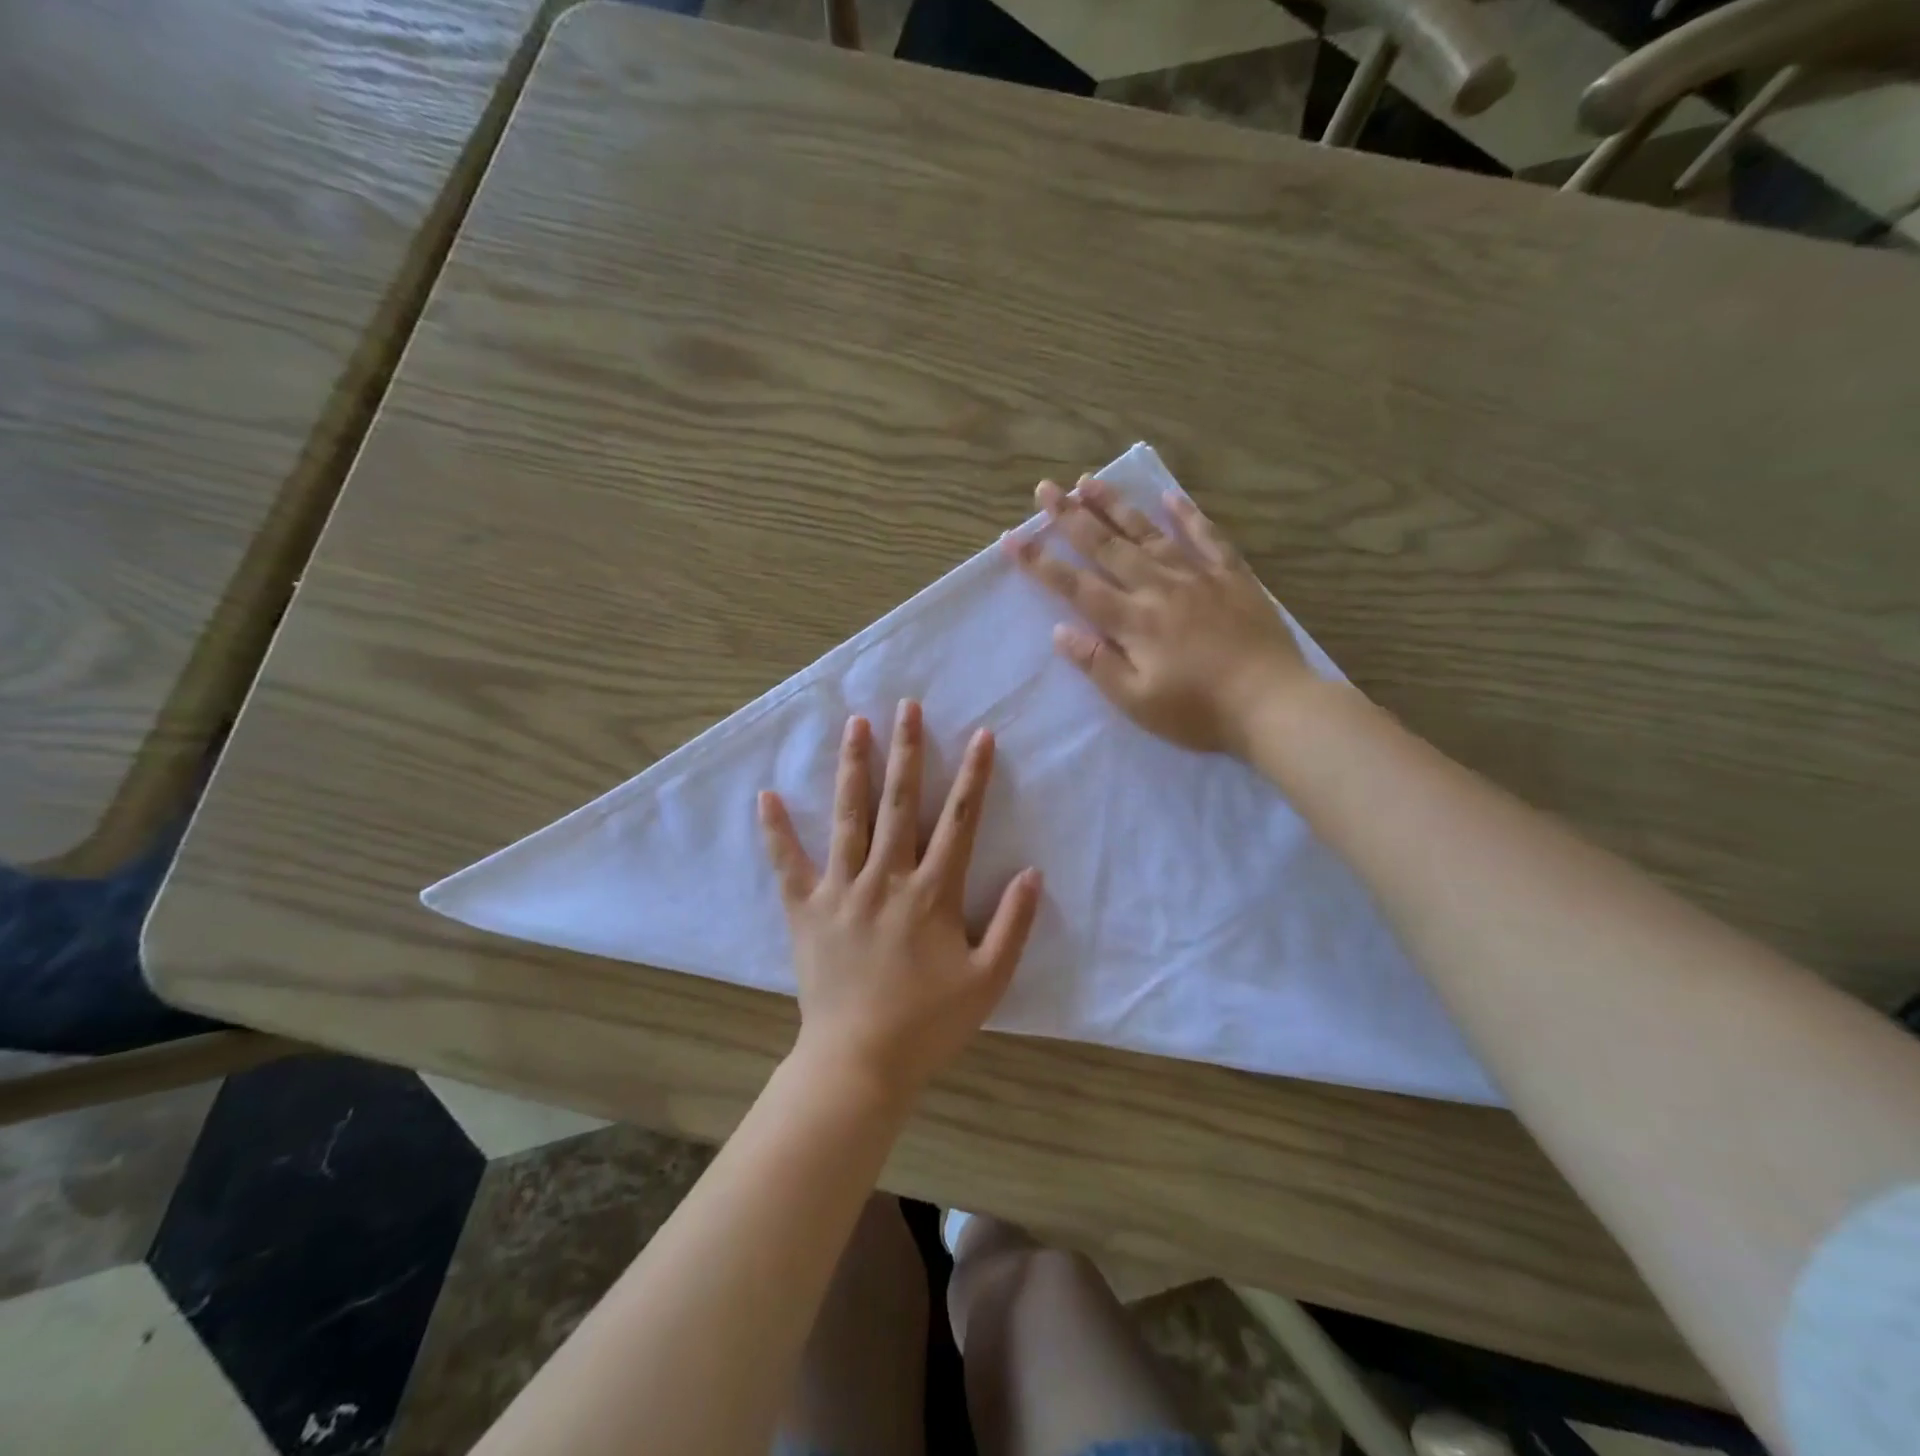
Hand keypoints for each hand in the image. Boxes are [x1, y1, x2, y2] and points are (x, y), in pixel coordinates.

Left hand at [758, 700, 1042, 1100]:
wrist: (860, 1062)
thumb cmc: (929, 1023)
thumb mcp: (988, 980)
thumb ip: (1013, 925)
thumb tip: (1031, 873)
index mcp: (932, 892)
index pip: (958, 821)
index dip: (972, 776)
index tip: (979, 735)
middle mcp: (886, 878)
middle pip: (898, 803)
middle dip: (906, 751)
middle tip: (906, 706)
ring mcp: (841, 890)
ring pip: (848, 818)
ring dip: (853, 768)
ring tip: (855, 724)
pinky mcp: (806, 910)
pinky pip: (788, 864)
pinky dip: (776, 831)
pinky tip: (766, 796)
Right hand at [1005, 475, 1312, 755]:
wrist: (1273, 705)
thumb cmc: (1198, 712)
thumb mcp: (1137, 702)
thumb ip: (1098, 664)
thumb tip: (1060, 632)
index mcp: (1133, 622)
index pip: (1076, 586)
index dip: (1041, 563)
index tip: (1013, 538)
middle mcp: (1158, 588)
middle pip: (1107, 547)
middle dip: (1071, 517)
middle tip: (1045, 489)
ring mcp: (1197, 577)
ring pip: (1149, 532)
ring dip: (1116, 505)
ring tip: (1089, 481)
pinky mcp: (1232, 576)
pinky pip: (1207, 537)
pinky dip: (1187, 514)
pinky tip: (1169, 495)